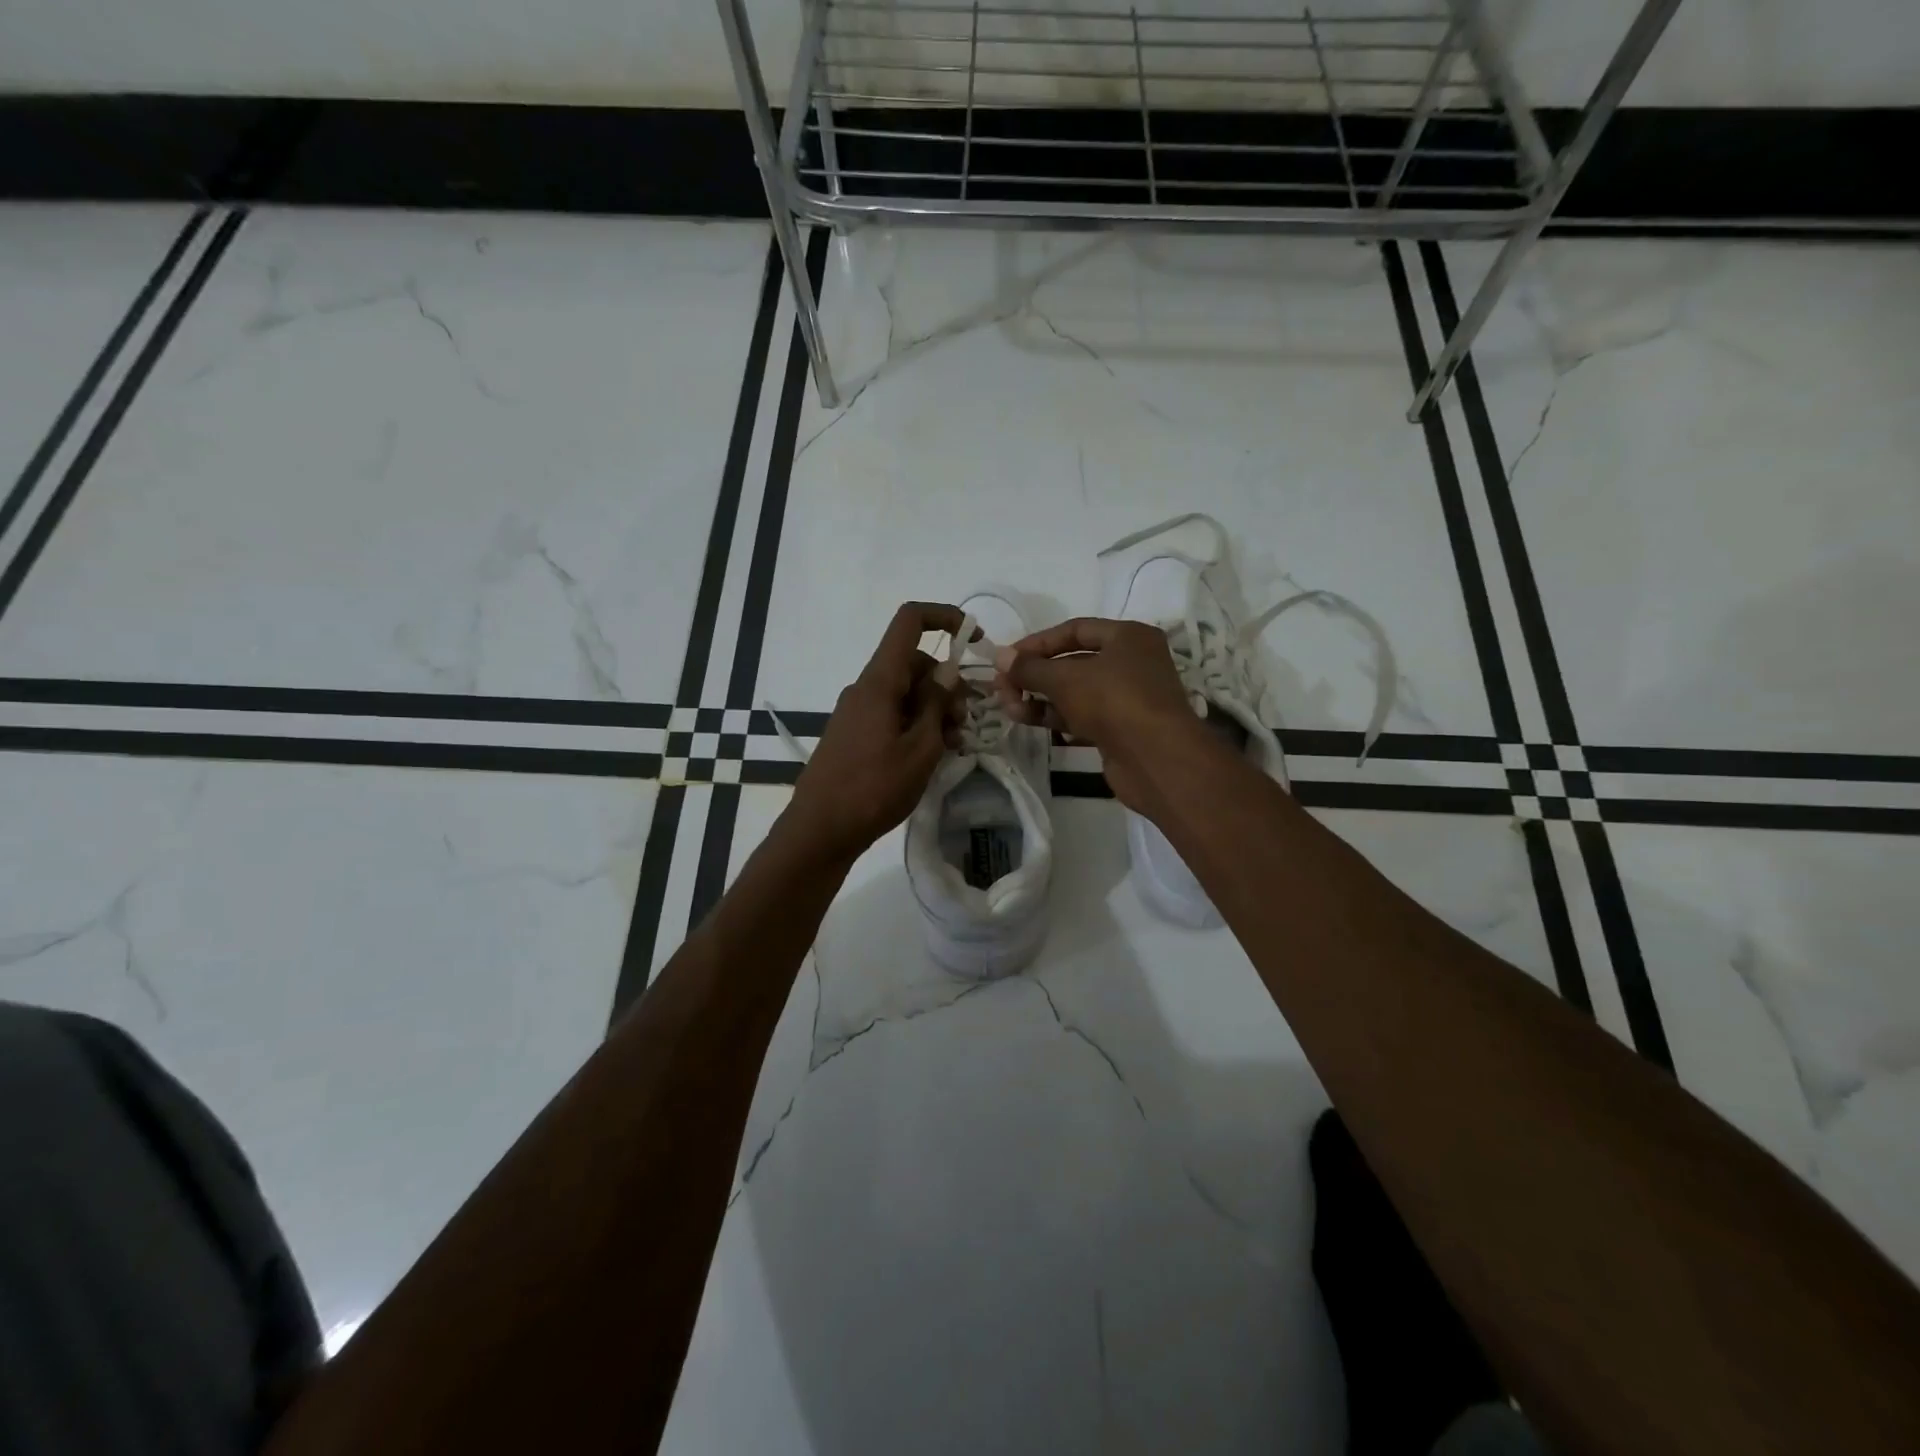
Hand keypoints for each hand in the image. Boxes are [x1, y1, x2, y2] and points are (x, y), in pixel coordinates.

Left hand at [783, 602, 965, 862]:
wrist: (820, 831)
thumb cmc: (873, 789)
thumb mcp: (920, 749)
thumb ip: (936, 705)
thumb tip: (947, 671)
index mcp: (879, 682)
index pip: (909, 622)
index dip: (945, 617)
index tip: (975, 639)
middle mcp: (865, 688)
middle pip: (914, 663)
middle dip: (947, 684)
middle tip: (965, 722)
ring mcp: (857, 712)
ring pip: (905, 692)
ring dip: (934, 710)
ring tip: (953, 746)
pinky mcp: (854, 734)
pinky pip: (891, 714)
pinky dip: (915, 725)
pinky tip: (930, 756)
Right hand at [992, 617, 1215, 812]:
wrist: (1156, 759)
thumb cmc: (1114, 701)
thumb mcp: (1065, 679)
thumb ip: (1030, 668)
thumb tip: (1000, 657)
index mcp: (1128, 637)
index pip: (1074, 630)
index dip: (1037, 643)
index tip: (1007, 658)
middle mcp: (1131, 662)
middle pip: (1072, 662)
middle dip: (1035, 674)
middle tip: (1002, 687)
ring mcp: (1127, 698)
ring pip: (1075, 692)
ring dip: (1039, 697)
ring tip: (1008, 706)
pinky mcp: (1120, 729)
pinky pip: (1081, 715)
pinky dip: (1055, 715)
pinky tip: (1026, 719)